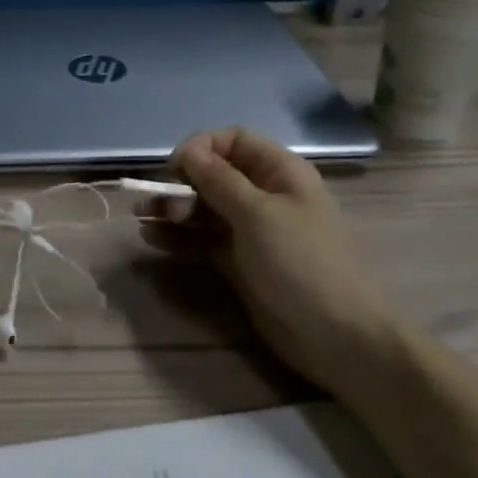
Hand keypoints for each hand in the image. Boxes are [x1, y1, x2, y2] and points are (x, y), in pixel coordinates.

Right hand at [158, 127, 403, 401]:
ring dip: (173, 210)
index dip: (201, 148)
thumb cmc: (300, 263)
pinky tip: (152, 238)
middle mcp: (265, 195)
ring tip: (143, 218)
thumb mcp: (257, 214)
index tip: (173, 169)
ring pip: (204, 208)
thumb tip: (188, 150)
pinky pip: (203, 239)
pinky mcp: (239, 261)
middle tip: (156, 203)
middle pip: (214, 175)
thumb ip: (218, 179)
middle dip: (181, 183)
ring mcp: (252, 231)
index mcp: (280, 173)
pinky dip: (179, 237)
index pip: (233, 140)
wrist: (335, 336)